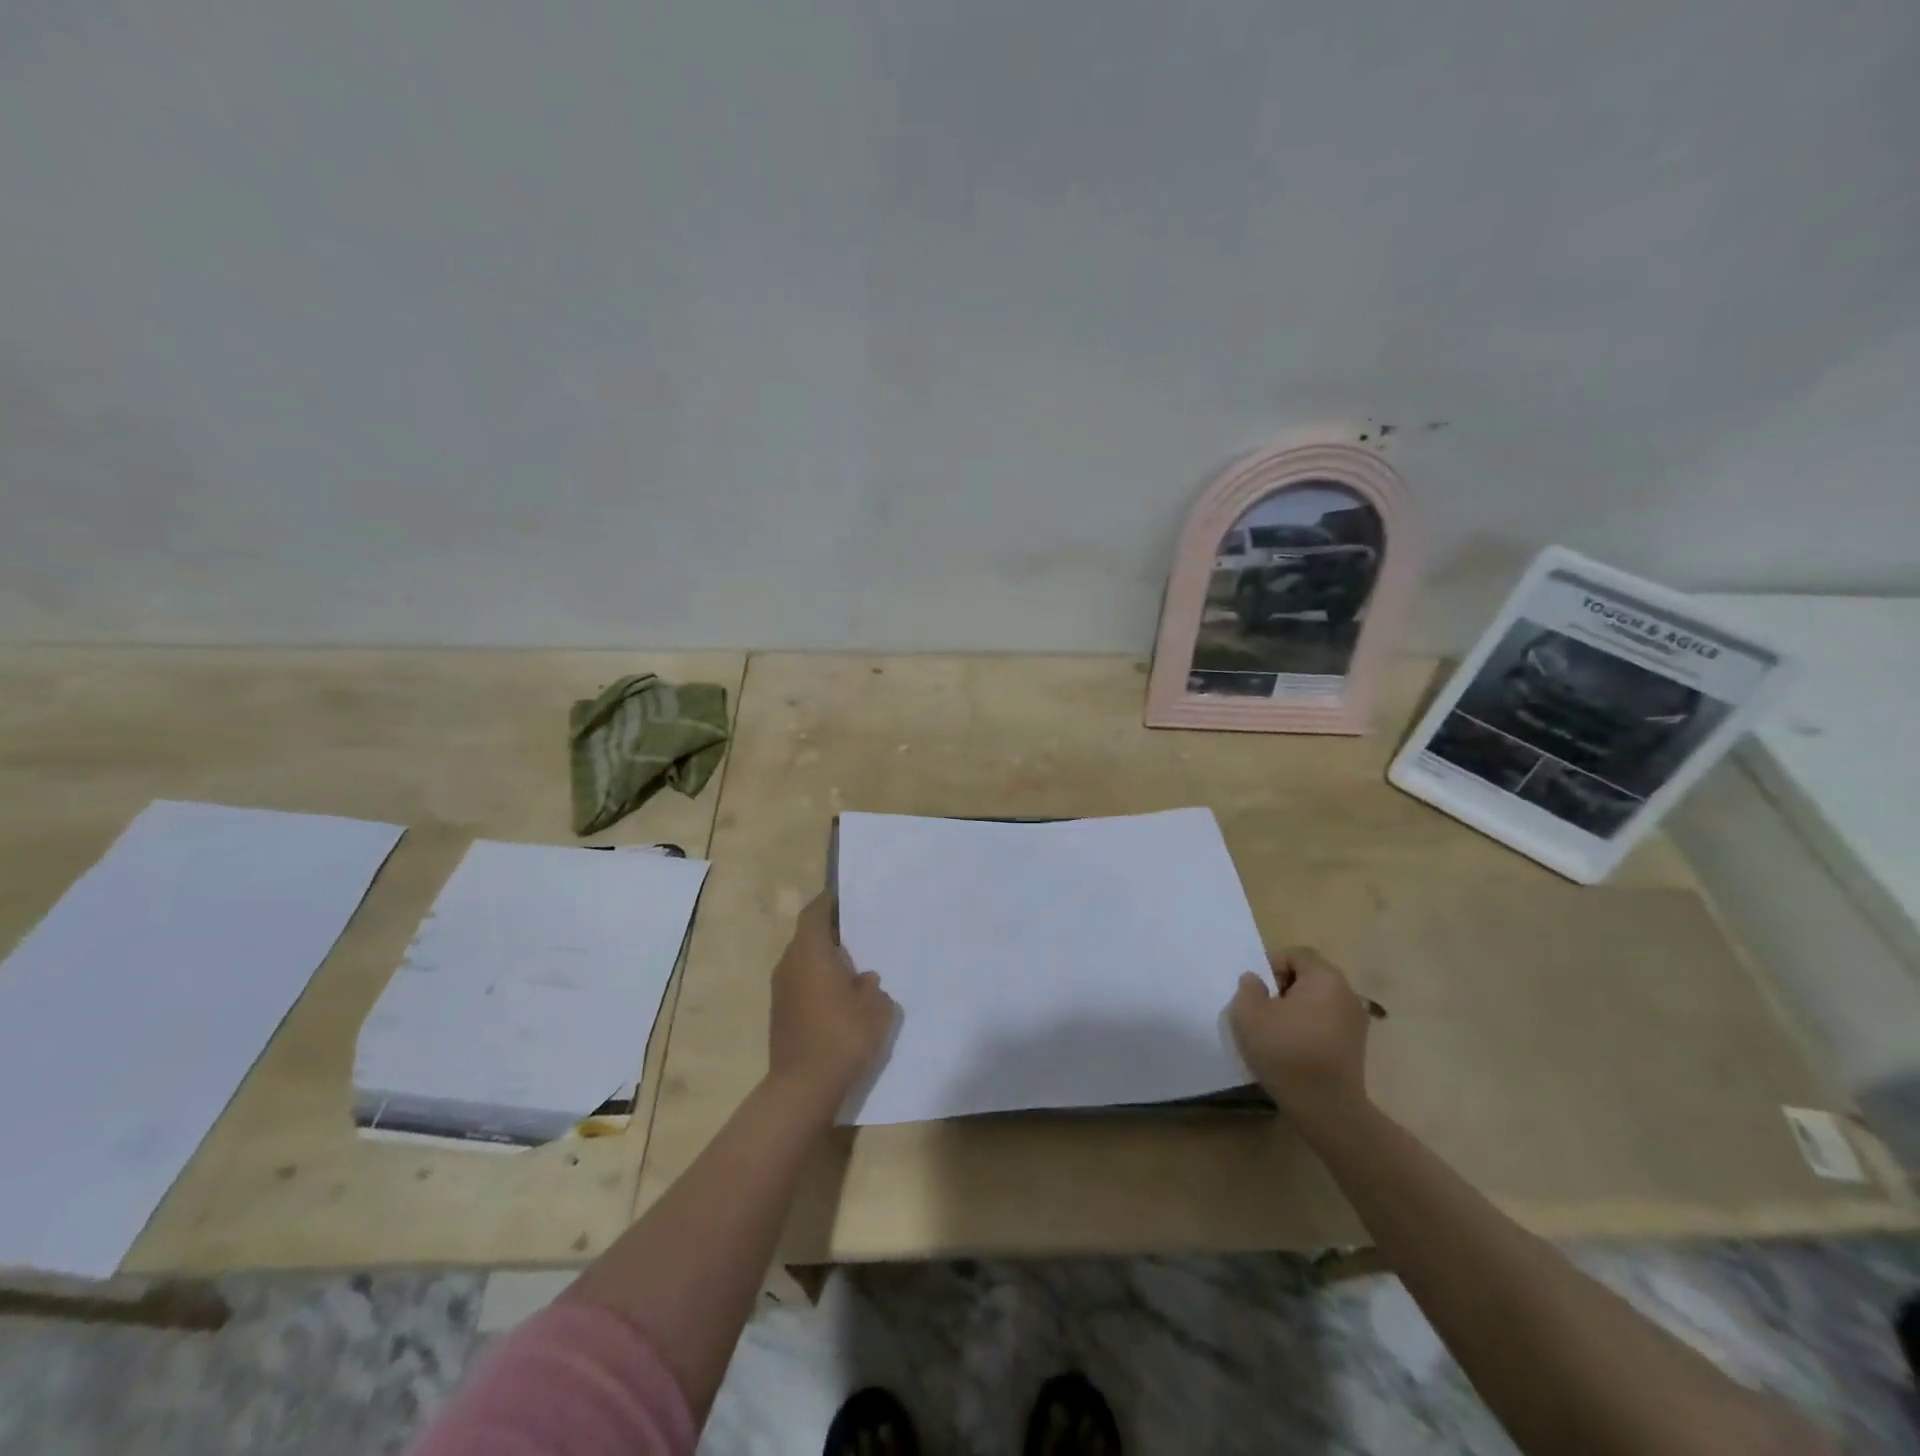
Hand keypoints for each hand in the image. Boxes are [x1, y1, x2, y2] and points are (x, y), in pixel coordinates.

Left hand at [767, 894, 897, 1118]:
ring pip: (803, 961)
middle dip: (831, 933)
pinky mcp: (780, 1013)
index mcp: (810, 952)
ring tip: (854, 967)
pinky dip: (818, 981)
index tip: (847, 898)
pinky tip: (841, 997)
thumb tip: (864, 980)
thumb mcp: (876, 1008)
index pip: (815, 913)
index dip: (829, 902)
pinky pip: (801, 983)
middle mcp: (789, 964)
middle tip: (860, 934)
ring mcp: (780, 990)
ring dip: (824, 960)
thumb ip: (873, 987)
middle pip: (808, 936)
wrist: (803, 1088)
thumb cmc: (842, 1036)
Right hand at [1227, 946, 1372, 1131]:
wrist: (1326, 1108)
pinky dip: (1309, 1027)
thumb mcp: (1248, 1014)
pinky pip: (1327, 1023)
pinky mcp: (1356, 1046)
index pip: (1297, 955)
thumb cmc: (1285, 1052)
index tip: (1257, 990)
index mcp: (1325, 978)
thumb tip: (1257, 981)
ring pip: (1318, 1001)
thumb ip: (1248, 988)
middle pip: (1310, 976)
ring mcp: (1356, 1022)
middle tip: (1263, 1009)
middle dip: (1283, 987)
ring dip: (1296, 1009)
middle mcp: (1347, 993)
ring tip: (1276, 1031)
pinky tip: (1294, 1049)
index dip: (1272, 964)